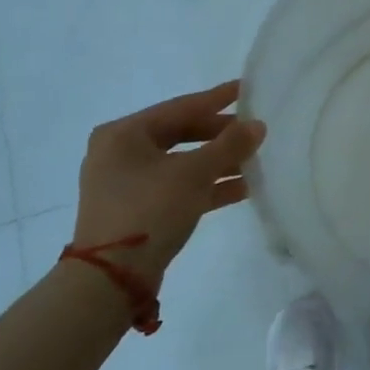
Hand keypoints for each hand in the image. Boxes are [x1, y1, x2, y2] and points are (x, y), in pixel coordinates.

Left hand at [70, 80, 265, 290]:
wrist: (110, 281)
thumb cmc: (149, 210)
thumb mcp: (194, 173)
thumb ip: (229, 146)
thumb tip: (258, 126)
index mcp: (124, 133)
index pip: (180, 106)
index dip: (217, 99)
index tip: (247, 88)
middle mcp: (120, 153)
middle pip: (180, 134)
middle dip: (220, 135)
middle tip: (254, 131)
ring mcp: (126, 184)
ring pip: (181, 163)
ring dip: (218, 163)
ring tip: (255, 161)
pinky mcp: (136, 210)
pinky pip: (177, 187)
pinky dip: (206, 186)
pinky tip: (242, 188)